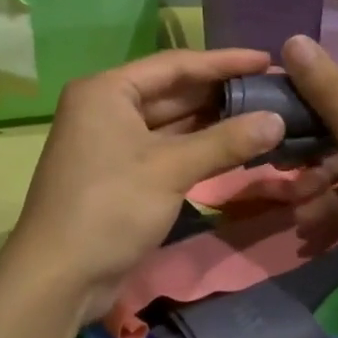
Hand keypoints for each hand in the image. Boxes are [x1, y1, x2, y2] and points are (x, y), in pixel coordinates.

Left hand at [5, 48, 337, 317]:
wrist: (58, 278)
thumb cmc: (110, 208)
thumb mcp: (170, 169)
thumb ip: (226, 141)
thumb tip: (278, 120)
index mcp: (107, 90)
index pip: (175, 65)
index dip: (224, 61)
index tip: (267, 60)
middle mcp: (106, 107)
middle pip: (173, 91)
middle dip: (221, 92)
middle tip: (272, 89)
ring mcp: (112, 141)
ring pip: (172, 122)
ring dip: (214, 121)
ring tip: (263, 113)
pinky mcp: (121, 172)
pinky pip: (166, 148)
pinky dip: (198, 147)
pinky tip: (235, 145)